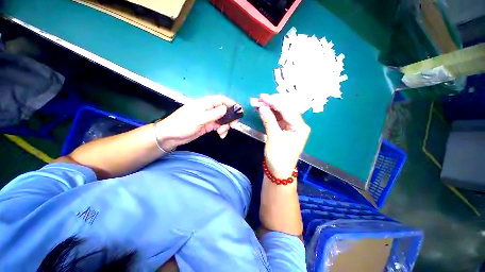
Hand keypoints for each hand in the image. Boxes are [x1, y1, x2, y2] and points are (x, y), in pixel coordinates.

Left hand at [156, 96, 238, 150]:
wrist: (171, 136)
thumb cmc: (183, 124)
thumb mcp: (199, 119)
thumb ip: (213, 114)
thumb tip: (225, 108)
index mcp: (205, 104)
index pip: (221, 100)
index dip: (231, 104)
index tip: (239, 111)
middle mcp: (209, 110)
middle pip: (224, 110)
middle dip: (230, 118)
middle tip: (234, 126)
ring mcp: (209, 118)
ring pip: (223, 120)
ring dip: (226, 126)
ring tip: (222, 133)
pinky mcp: (208, 126)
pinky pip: (219, 127)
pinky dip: (222, 130)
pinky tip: (221, 135)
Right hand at [256, 94, 309, 178]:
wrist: (279, 171)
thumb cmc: (279, 157)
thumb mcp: (273, 138)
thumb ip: (268, 121)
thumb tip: (262, 107)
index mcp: (299, 126)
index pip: (286, 109)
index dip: (274, 102)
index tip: (262, 96)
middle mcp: (297, 124)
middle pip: (284, 109)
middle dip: (270, 103)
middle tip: (257, 100)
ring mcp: (291, 126)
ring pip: (280, 113)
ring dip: (268, 108)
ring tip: (257, 103)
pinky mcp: (285, 129)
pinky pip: (277, 118)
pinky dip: (269, 114)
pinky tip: (262, 110)